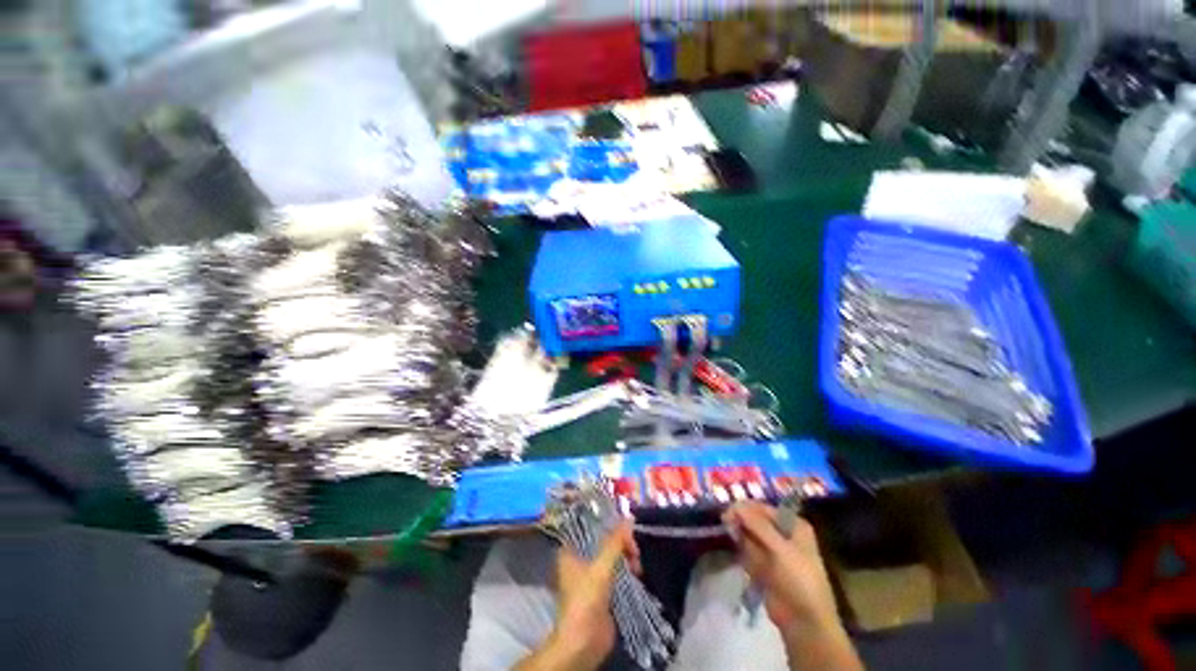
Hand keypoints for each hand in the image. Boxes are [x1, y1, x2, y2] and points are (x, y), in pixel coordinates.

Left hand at [517, 522, 640, 670]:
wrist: (583, 642)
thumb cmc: (586, 599)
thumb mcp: (602, 566)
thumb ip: (615, 542)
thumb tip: (629, 518)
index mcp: (570, 551)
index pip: (590, 527)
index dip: (607, 524)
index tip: (625, 526)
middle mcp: (579, 560)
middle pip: (603, 542)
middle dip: (621, 543)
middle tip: (634, 549)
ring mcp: (591, 576)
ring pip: (611, 557)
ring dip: (626, 557)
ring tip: (637, 565)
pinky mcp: (602, 591)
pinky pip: (616, 572)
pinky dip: (626, 570)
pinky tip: (637, 572)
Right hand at [724, 502, 861, 670]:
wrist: (804, 621)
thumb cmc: (798, 579)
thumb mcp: (780, 548)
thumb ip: (756, 524)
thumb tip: (735, 505)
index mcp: (793, 525)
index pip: (763, 509)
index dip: (745, 508)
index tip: (728, 513)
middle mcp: (783, 534)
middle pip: (754, 520)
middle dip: (742, 523)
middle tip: (728, 526)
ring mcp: (772, 551)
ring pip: (749, 535)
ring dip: (743, 540)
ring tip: (745, 553)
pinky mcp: (763, 566)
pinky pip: (748, 552)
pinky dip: (745, 556)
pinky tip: (750, 567)